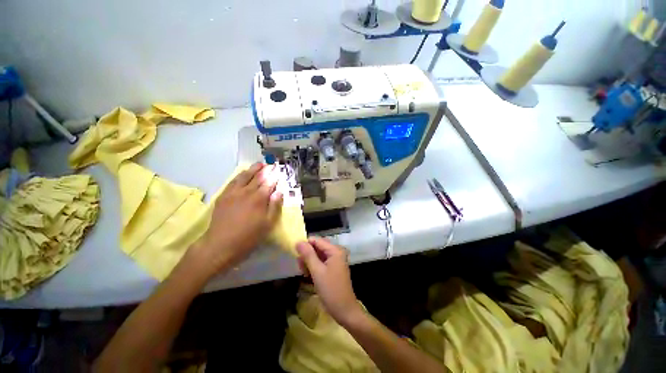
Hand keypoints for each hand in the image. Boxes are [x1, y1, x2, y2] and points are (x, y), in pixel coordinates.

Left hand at [193, 163, 282, 275]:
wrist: (221, 244)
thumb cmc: (249, 236)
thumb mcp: (267, 224)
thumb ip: (274, 206)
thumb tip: (279, 192)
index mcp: (259, 199)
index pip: (269, 183)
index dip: (274, 175)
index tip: (279, 169)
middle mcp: (247, 192)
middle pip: (258, 177)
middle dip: (265, 170)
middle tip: (271, 164)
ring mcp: (233, 193)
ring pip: (244, 176)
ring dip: (253, 169)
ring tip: (259, 164)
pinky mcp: (224, 196)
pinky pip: (233, 181)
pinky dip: (240, 175)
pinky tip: (243, 173)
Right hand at [296, 237, 363, 325]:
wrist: (344, 310)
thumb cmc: (330, 290)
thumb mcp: (317, 271)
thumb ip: (308, 255)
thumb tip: (298, 241)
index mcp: (335, 250)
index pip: (316, 240)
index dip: (305, 245)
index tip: (295, 254)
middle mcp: (336, 252)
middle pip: (317, 247)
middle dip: (307, 255)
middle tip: (301, 267)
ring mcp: (335, 260)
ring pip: (318, 255)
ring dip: (309, 262)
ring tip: (305, 273)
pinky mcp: (333, 267)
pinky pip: (321, 262)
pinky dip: (314, 267)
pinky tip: (309, 275)